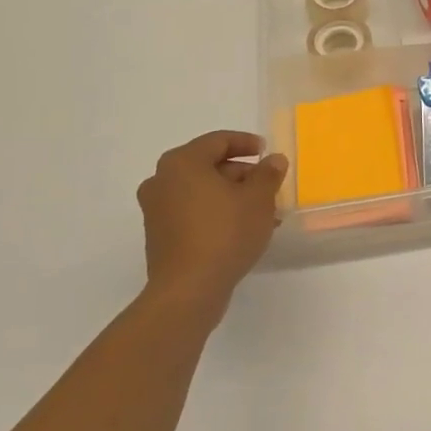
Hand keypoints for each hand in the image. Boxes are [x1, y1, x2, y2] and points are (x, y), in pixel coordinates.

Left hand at [137, 131, 286, 305]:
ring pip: (201, 191)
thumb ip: (268, 174)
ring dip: (231, 196)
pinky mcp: (159, 234)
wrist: (188, 289)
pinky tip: (242, 228)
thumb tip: (273, 160)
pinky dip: (216, 212)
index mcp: (182, 162)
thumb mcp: (258, 199)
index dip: (246, 143)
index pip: (218, 141)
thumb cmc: (225, 233)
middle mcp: (162, 180)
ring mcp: (156, 209)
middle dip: (242, 174)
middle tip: (268, 185)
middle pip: (208, 165)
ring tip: (263, 212)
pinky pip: (192, 211)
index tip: (267, 151)